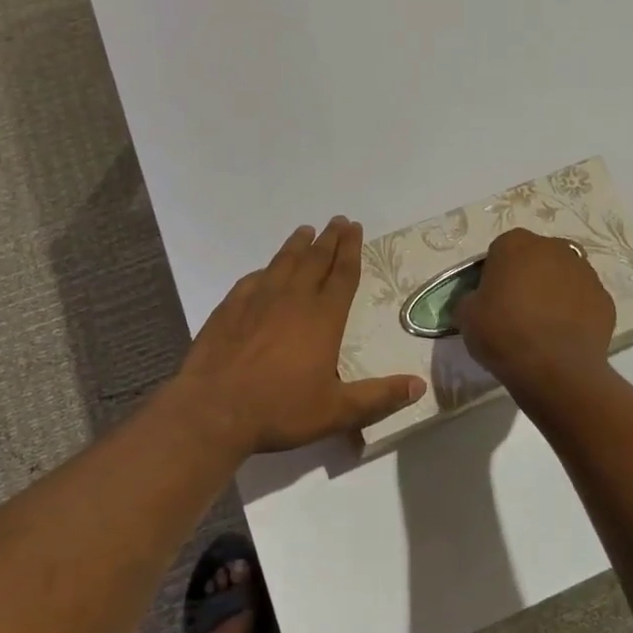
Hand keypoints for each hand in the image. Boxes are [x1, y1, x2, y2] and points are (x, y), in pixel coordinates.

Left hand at [176, 218, 425, 454]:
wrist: (213, 409)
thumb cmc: (280, 409)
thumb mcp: (337, 411)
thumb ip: (379, 397)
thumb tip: (419, 385)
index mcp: (323, 318)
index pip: (342, 275)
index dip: (351, 250)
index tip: (354, 227)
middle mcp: (293, 299)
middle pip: (315, 260)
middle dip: (329, 239)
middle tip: (337, 220)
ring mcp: (258, 300)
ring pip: (283, 263)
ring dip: (297, 245)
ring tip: (305, 231)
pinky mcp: (230, 307)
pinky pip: (252, 280)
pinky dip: (264, 270)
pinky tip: (264, 270)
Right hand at [454, 228, 614, 405]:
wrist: (555, 369)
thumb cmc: (503, 333)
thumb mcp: (466, 315)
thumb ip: (472, 298)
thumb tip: (479, 301)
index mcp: (515, 243)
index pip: (500, 250)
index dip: (495, 274)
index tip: (492, 297)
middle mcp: (553, 248)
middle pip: (536, 258)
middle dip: (528, 277)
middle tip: (517, 309)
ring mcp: (585, 272)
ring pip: (563, 276)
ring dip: (554, 292)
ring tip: (543, 326)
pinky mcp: (605, 300)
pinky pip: (583, 301)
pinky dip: (575, 313)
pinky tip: (564, 337)